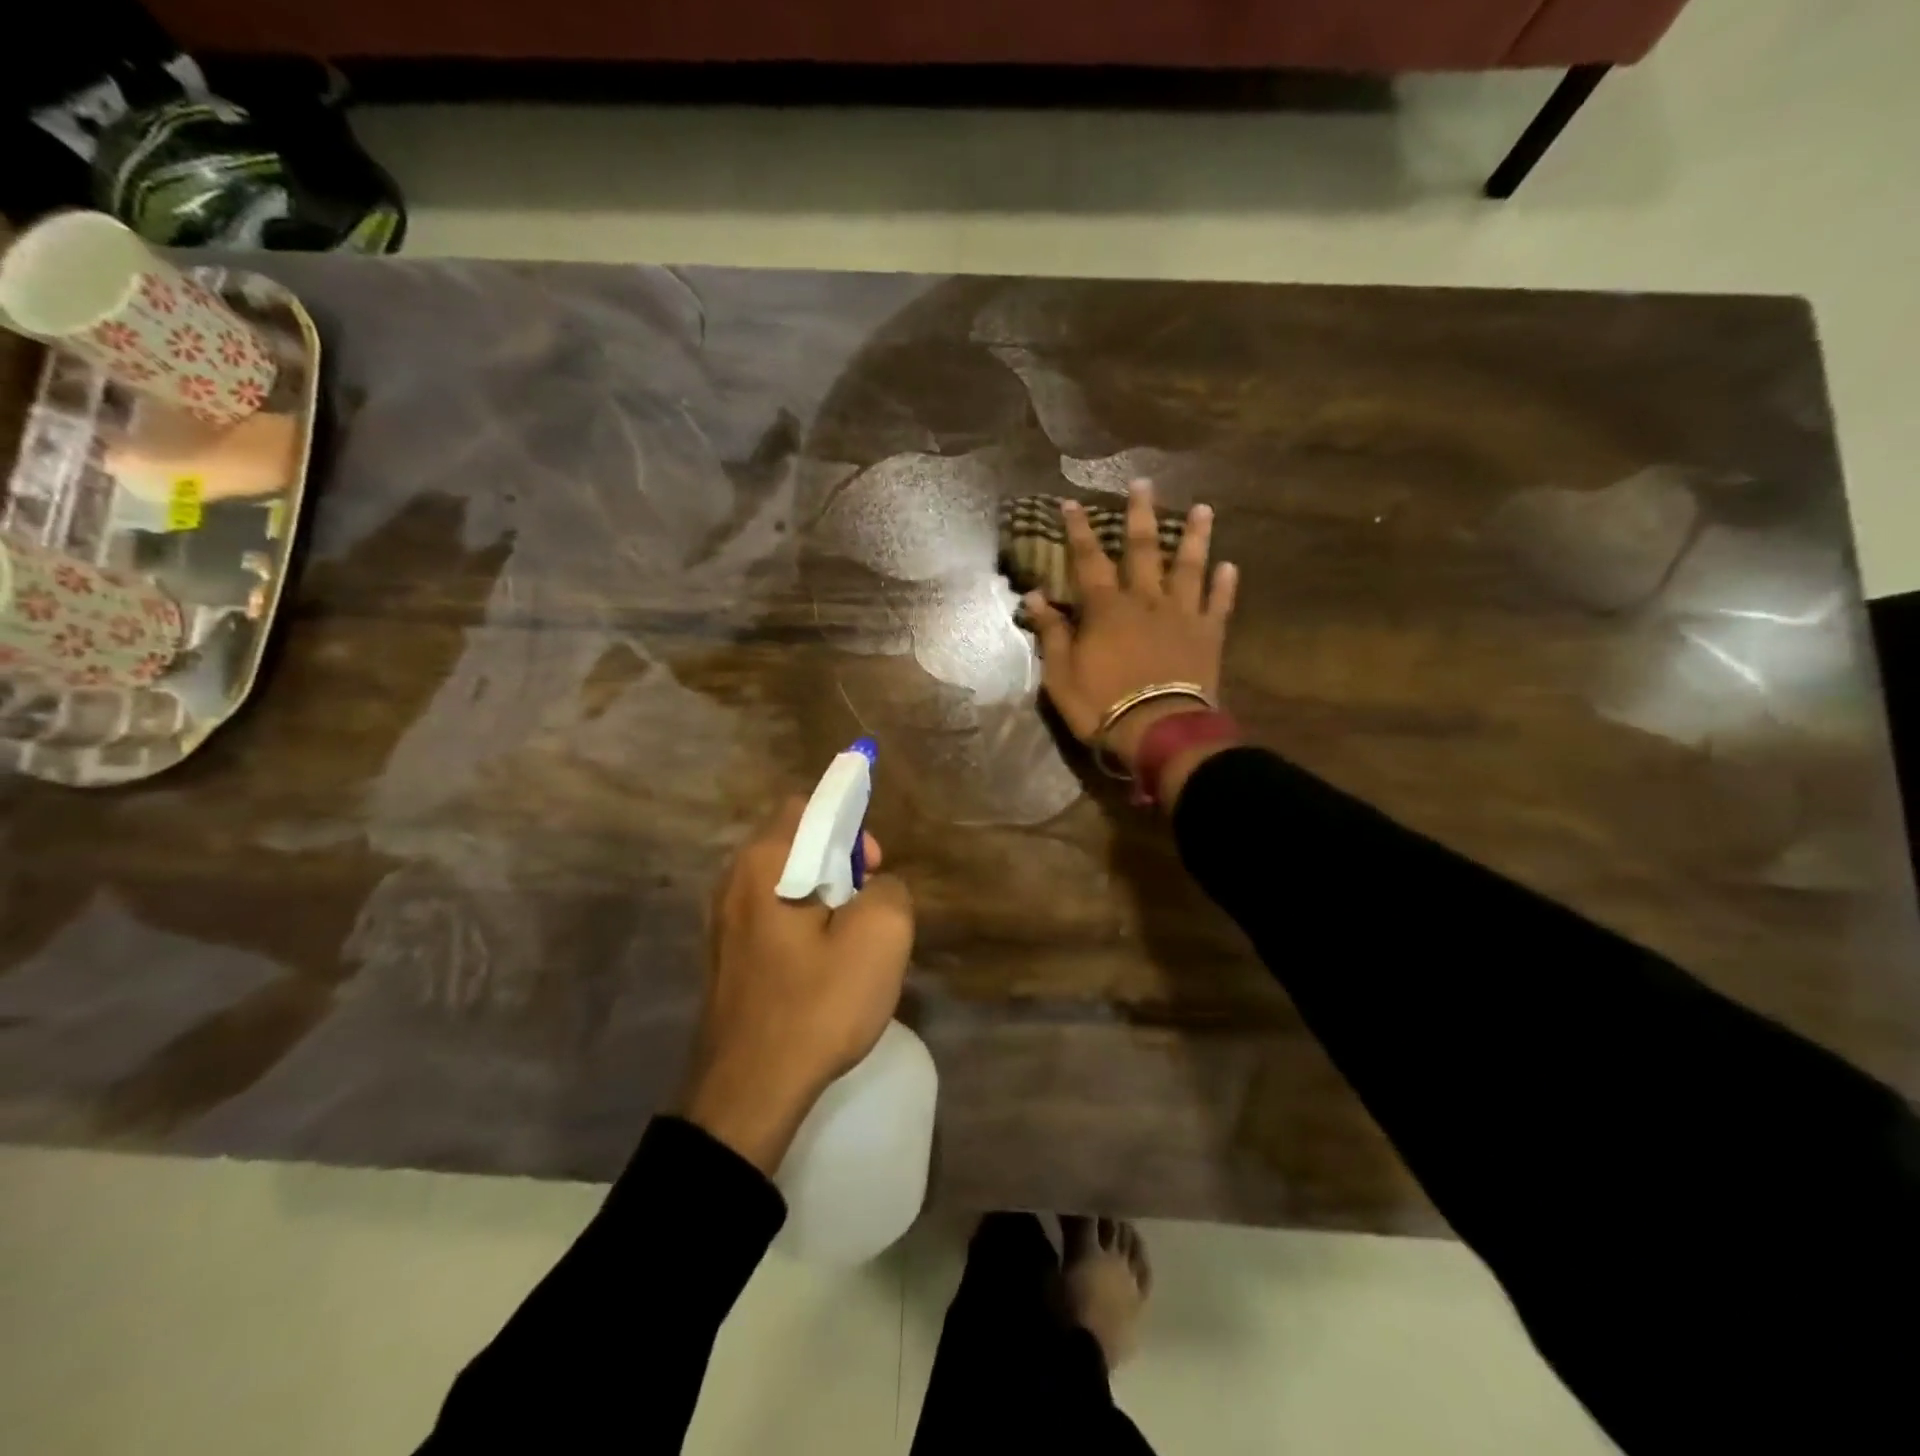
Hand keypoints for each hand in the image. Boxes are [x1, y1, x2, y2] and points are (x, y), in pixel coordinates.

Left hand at [681, 799, 914, 1174]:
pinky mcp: (727, 955)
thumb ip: (890, 890)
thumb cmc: (815, 1005)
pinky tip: (822, 967)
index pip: (808, 806)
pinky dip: (804, 923)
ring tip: (851, 941)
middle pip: (796, 842)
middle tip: (870, 905)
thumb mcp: (880, 937)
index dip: (850, 822)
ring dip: (825, 897)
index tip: (872, 864)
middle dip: (841, 862)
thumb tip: (877, 888)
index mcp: (764, 863)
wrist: (748, 1092)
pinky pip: (773, 915)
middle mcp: (733, 880)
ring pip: (787, 882)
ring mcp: (723, 920)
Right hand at [1026, 479, 1239, 803]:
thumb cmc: (1101, 704)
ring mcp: (1182, 615)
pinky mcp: (1208, 636)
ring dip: (1195, 537)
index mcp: (1106, 608)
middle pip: (1144, 549)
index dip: (1078, 530)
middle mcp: (1146, 600)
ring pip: (1190, 567)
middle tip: (1143, 483)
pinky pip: (1219, 604)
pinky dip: (1225, 585)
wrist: (1158, 731)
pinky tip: (1230, 566)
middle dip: (1141, 514)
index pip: (1088, 559)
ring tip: (1204, 509)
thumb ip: (1050, 632)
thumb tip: (1035, 596)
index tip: (1072, 503)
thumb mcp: (1060, 674)